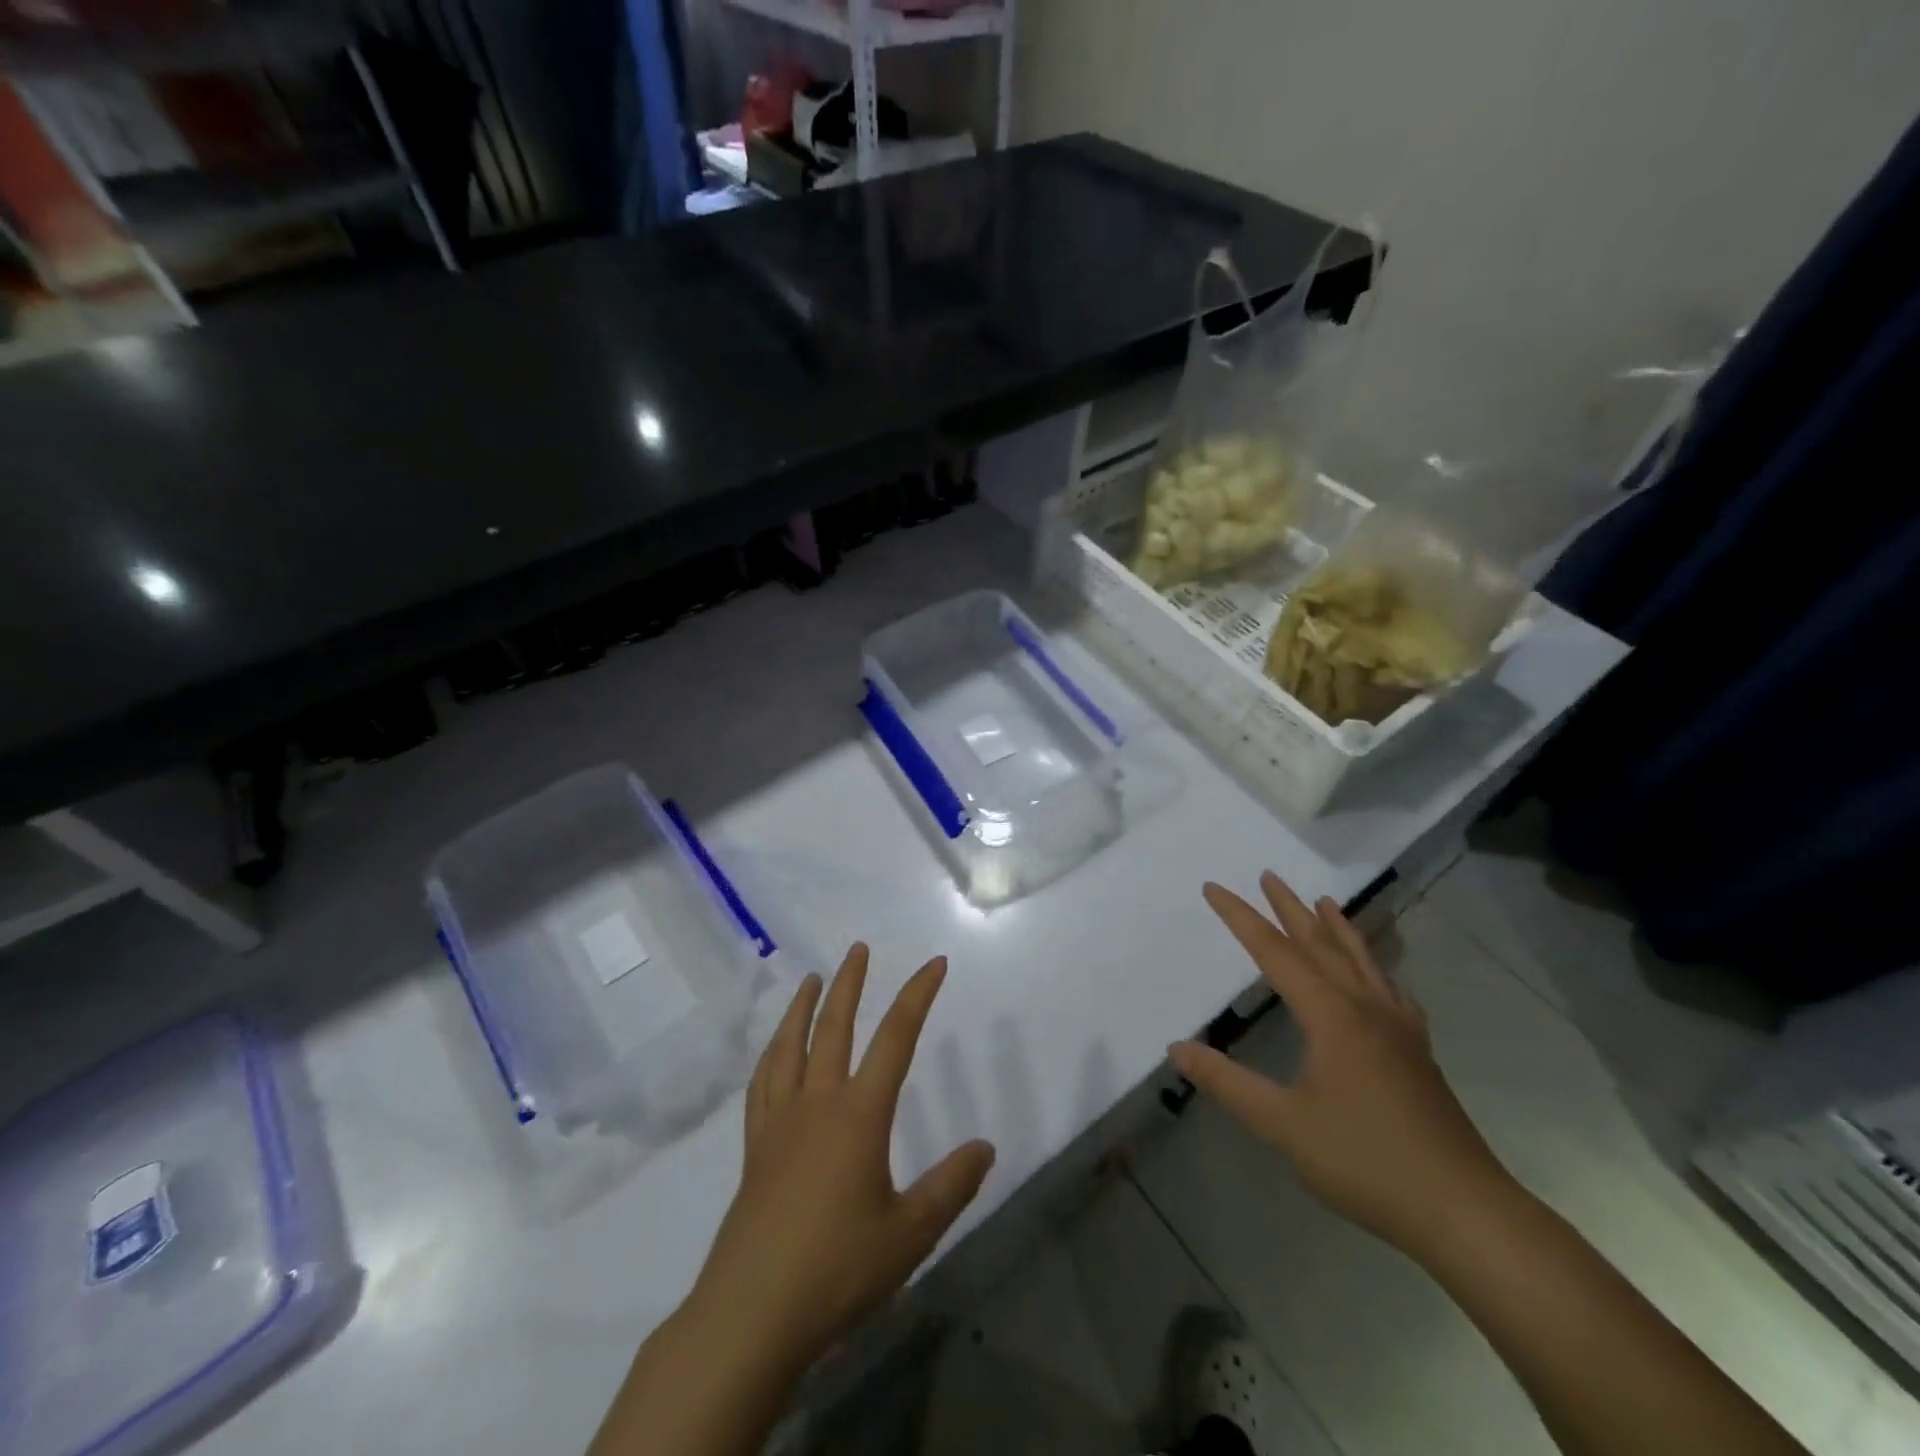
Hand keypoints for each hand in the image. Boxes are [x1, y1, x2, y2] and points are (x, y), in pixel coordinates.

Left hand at [685, 945, 996, 1374]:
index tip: (934, 963)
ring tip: (812, 979)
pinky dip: (772, 1054)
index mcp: (860, 1114)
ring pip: (791, 1046)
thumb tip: (985, 1146)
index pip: (896, 1038)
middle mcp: (818, 1103)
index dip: (917, 996)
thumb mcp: (909, 1234)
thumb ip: (951, 1187)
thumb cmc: (836, 1270)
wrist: (751, 1314)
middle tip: (859, 948)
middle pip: (835, 1027)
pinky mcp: (755, 1148)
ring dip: (803, 1006)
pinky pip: (762, 1083)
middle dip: (851, 984)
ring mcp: (780, 1122)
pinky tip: (775, 1051)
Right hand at [1169, 872, 1510, 1258]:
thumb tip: (1177, 1047)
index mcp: (1331, 1016)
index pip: (1274, 952)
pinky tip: (1375, 975)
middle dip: (1289, 908)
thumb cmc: (1365, 1161)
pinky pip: (1389, 987)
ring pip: (1360, 960)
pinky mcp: (1417, 1050)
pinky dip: (1373, 965)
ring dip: (1335, 927)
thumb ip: (1227, 1082)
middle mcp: (1365, 1008)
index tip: (1213, 888)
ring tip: (1322, 901)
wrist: (1463, 1210)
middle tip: (1268, 875)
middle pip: (1320, 944)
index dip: (1240, 918)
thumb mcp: (1282, 1125)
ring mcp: (1397, 1027)